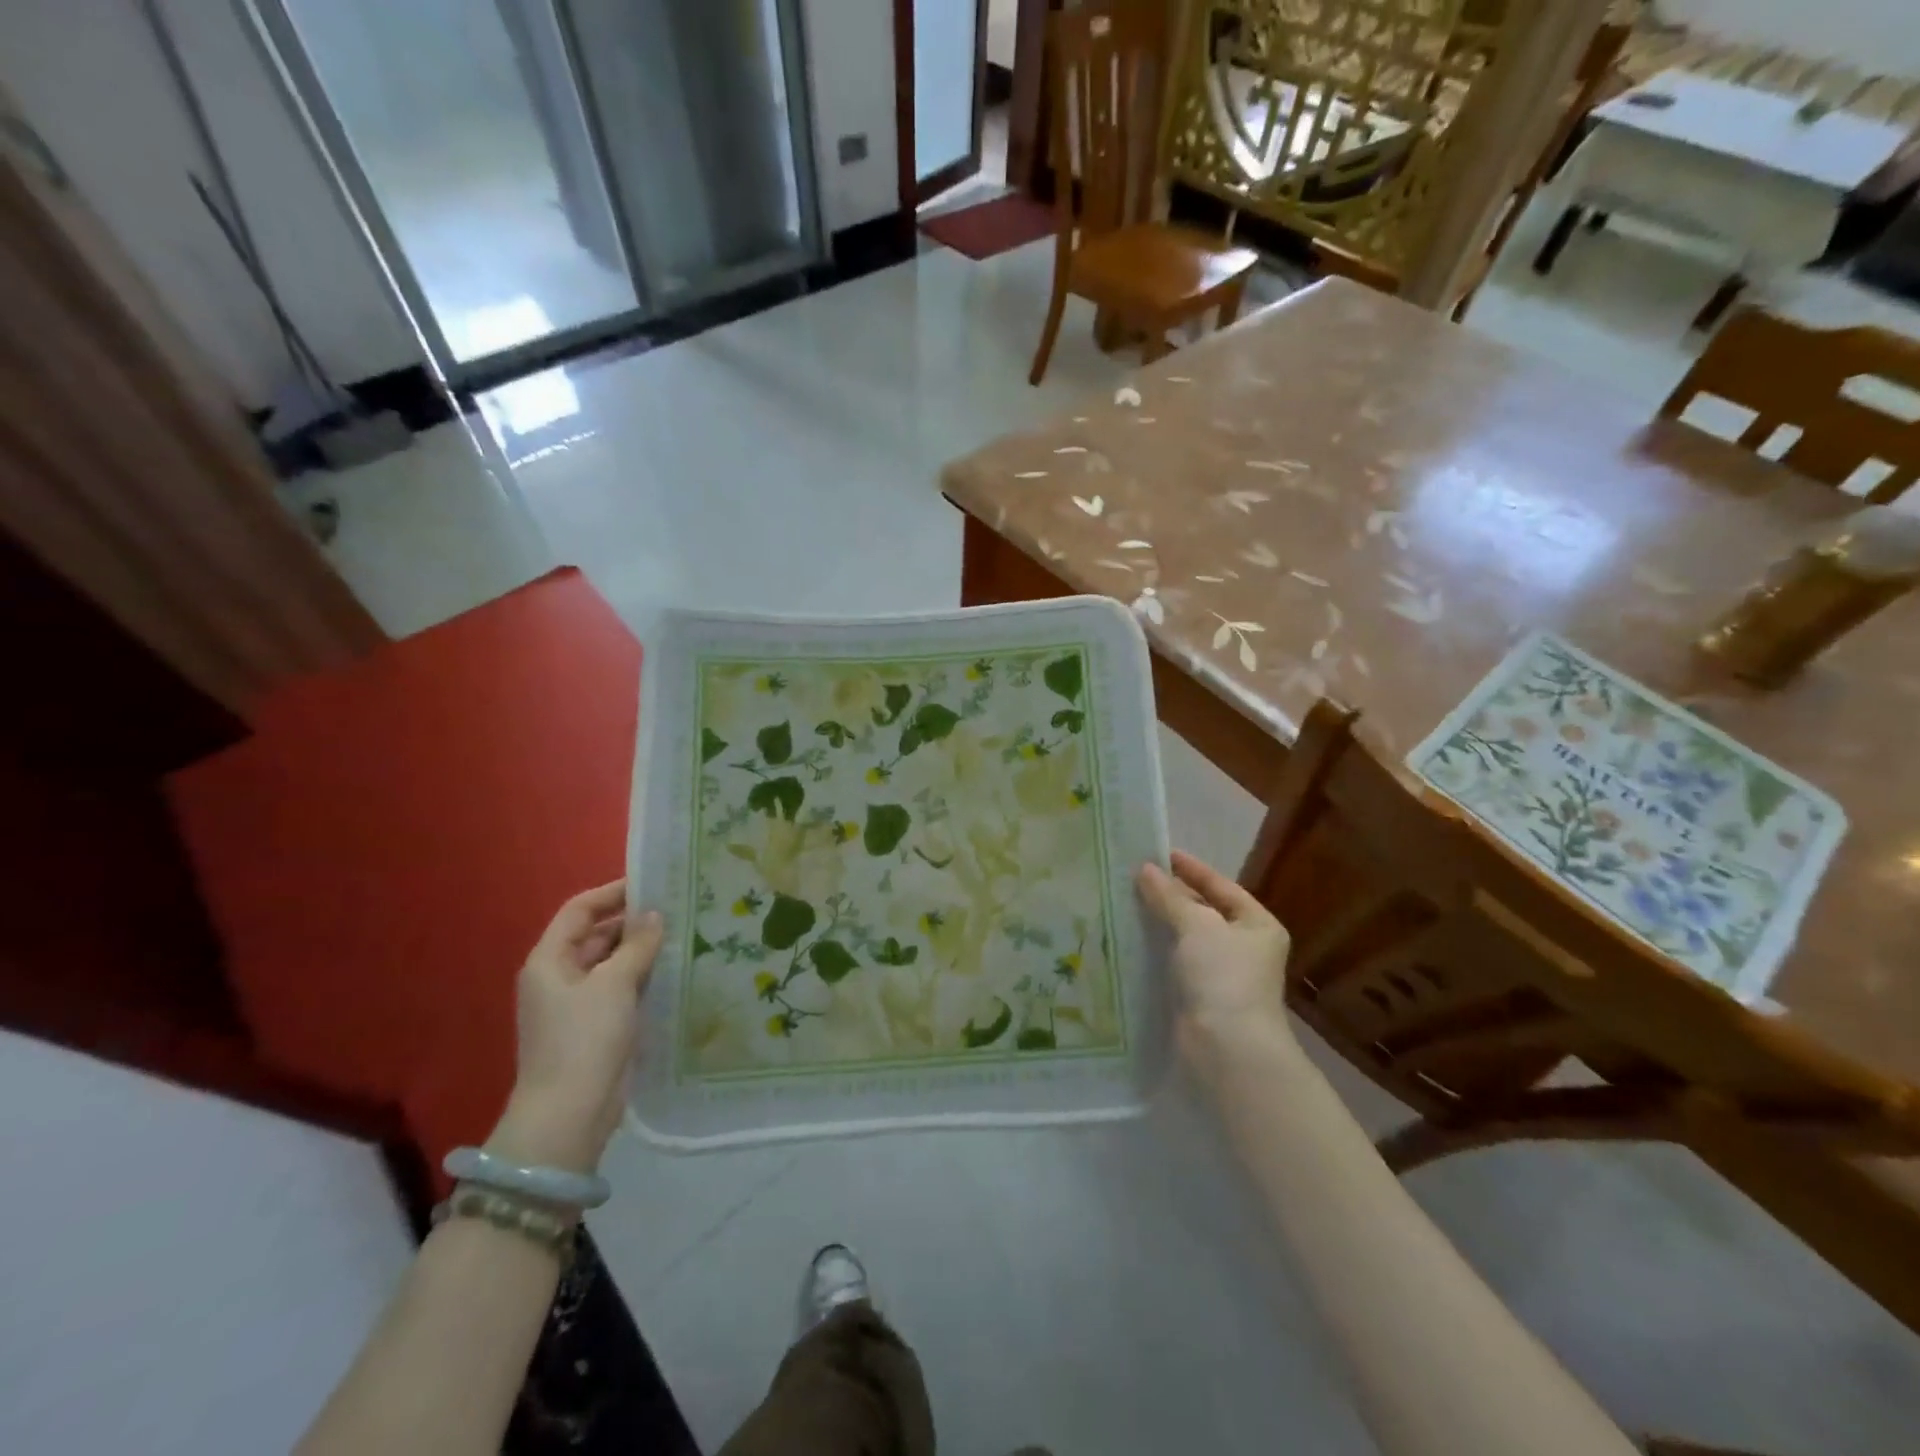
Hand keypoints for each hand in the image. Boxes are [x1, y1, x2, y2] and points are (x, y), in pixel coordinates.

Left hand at [488, 882, 663, 1174]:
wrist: (570, 1114)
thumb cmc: (584, 1039)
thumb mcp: (614, 983)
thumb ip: (636, 945)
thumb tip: (655, 914)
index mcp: (549, 960)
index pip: (579, 910)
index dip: (612, 893)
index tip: (652, 882)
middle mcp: (559, 977)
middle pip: (596, 936)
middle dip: (633, 922)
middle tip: (677, 908)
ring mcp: (577, 1004)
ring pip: (612, 963)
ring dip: (641, 950)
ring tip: (683, 934)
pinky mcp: (596, 1027)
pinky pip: (621, 989)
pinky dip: (643, 977)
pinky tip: (674, 970)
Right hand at [1137, 851, 1296, 1075]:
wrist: (1227, 1048)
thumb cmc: (1223, 976)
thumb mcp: (1197, 925)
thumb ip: (1170, 895)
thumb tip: (1145, 869)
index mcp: (1257, 925)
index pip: (1221, 886)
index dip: (1191, 868)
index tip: (1159, 853)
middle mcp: (1244, 947)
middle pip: (1203, 911)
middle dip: (1171, 894)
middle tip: (1134, 876)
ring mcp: (1221, 974)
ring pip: (1185, 938)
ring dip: (1159, 922)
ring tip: (1124, 901)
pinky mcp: (1199, 997)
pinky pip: (1174, 962)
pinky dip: (1155, 949)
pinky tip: (1128, 938)